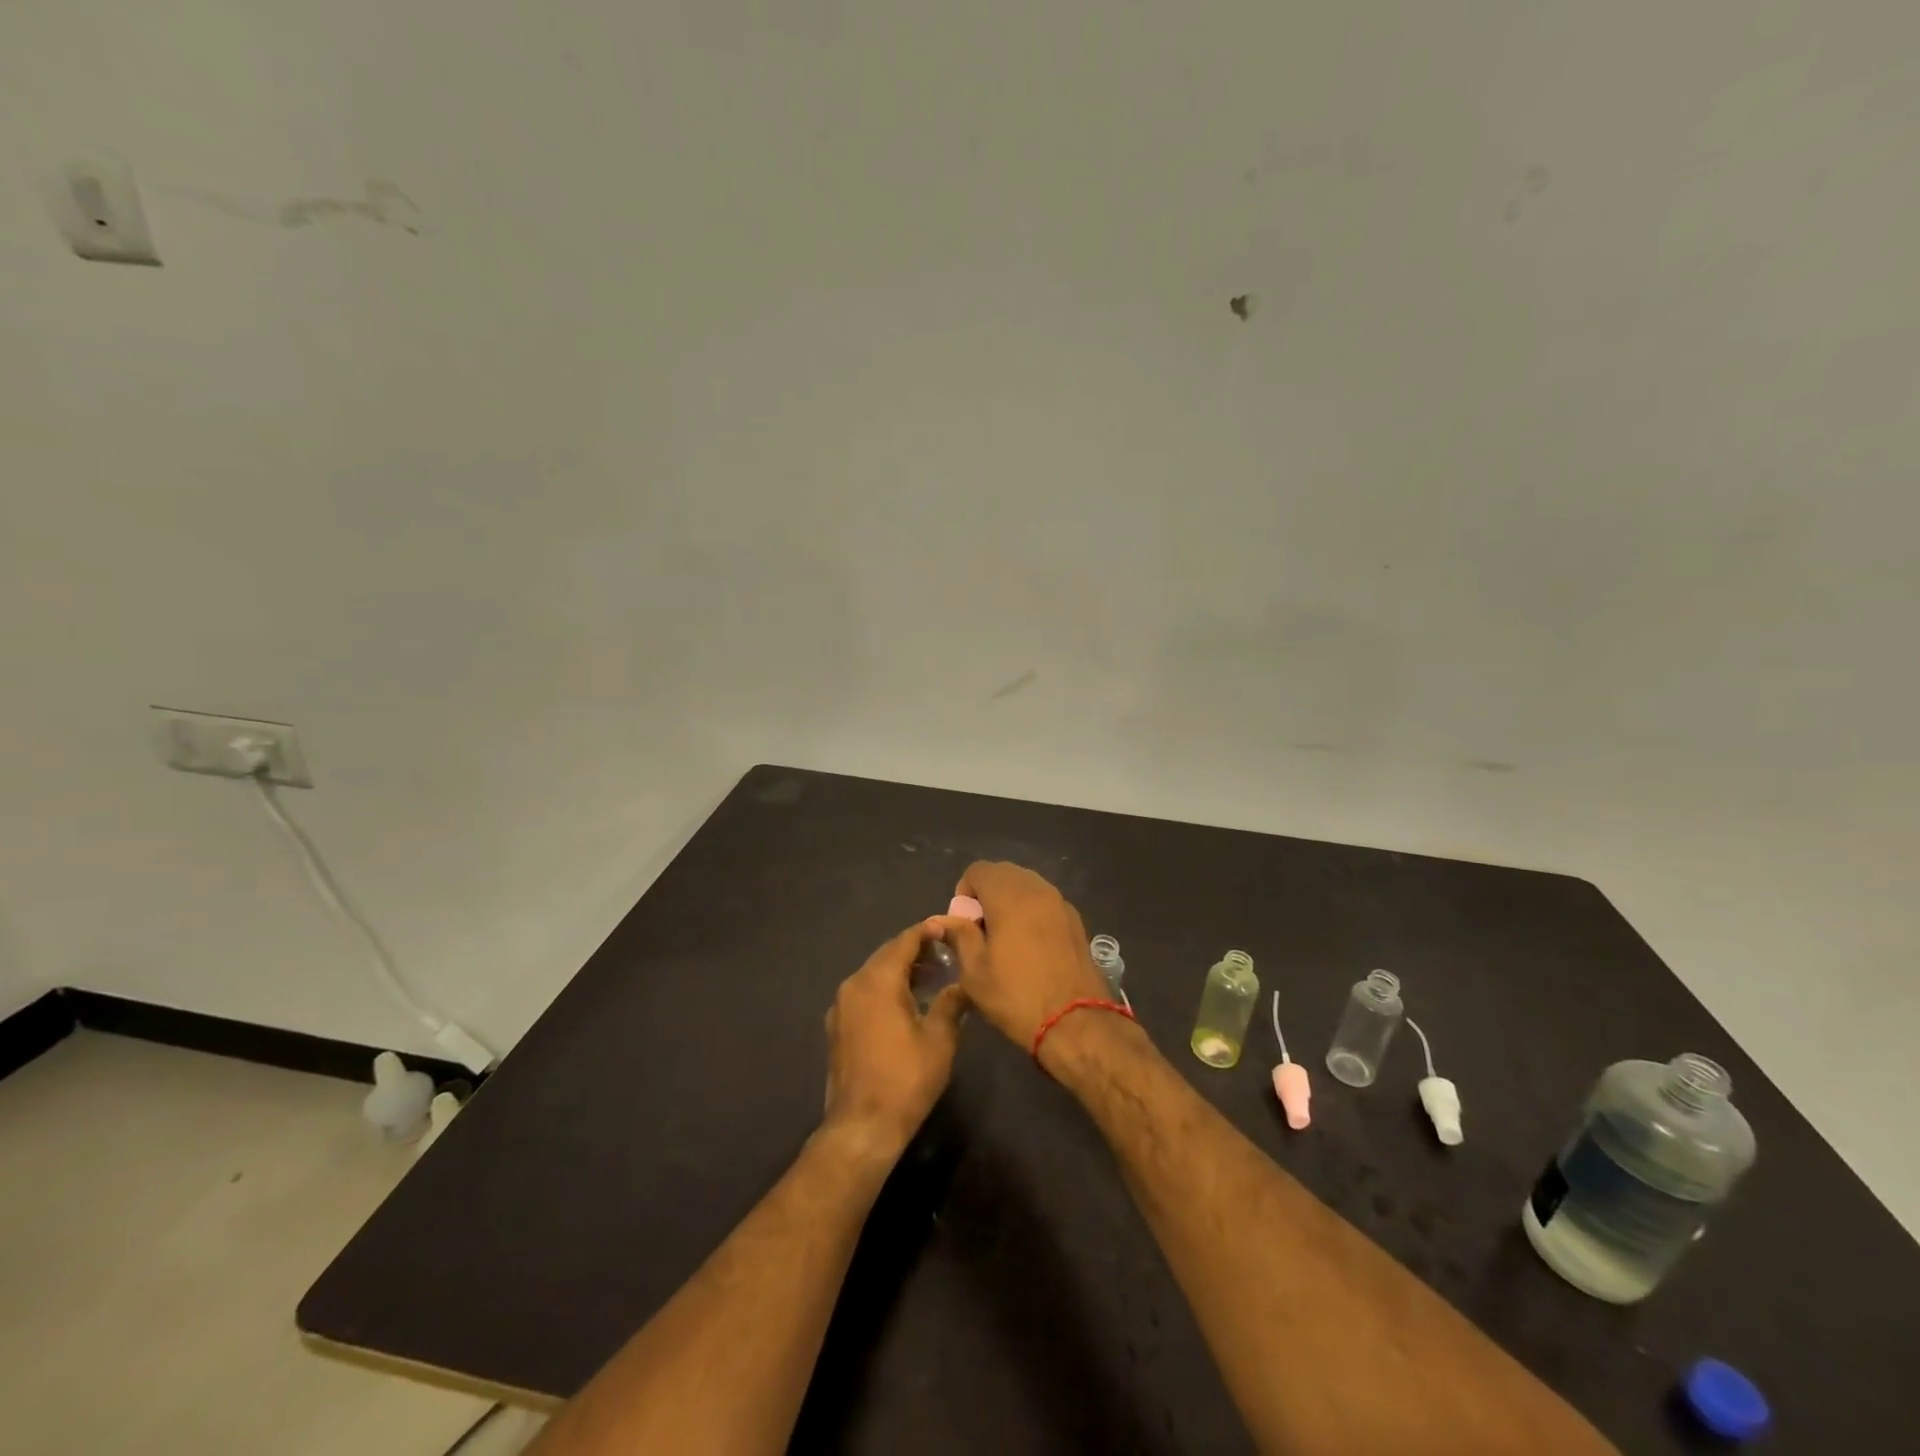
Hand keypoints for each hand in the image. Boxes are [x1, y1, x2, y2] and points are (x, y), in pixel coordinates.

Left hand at [822, 922, 967, 1159]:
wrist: (862, 1127)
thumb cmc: (906, 1079)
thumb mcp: (940, 1039)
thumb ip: (952, 1002)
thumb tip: (963, 983)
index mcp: (878, 980)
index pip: (904, 941)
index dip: (927, 931)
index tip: (949, 928)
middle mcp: (854, 984)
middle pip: (887, 954)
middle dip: (915, 950)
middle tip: (945, 953)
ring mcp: (841, 1006)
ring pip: (874, 973)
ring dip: (900, 970)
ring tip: (931, 977)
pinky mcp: (837, 1026)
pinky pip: (864, 993)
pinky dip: (885, 988)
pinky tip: (905, 1003)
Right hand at [941, 862, 1111, 1048]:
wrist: (1076, 1022)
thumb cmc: (1017, 995)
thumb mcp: (975, 971)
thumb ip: (959, 936)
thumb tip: (946, 920)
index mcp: (1009, 896)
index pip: (979, 870)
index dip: (965, 892)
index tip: (965, 924)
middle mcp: (1037, 889)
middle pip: (1004, 873)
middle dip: (988, 894)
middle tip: (983, 931)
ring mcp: (1061, 903)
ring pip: (1027, 886)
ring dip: (1011, 902)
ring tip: (1007, 939)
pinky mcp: (1076, 920)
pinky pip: (1046, 902)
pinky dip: (1032, 912)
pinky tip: (1031, 947)